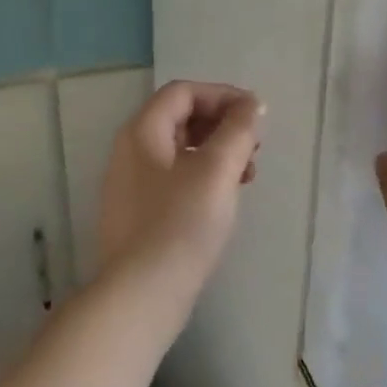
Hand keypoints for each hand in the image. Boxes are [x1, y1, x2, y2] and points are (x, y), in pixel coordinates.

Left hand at [97, 81, 263, 294]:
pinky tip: (225, 199)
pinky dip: (204, 177)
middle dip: (223, 125)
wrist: (142, 294)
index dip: (222, 95)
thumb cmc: (181, 223)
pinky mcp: (140, 214)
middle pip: (181, 118)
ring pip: (181, 151)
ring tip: (248, 175)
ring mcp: (132, 185)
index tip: (256, 115)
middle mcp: (130, 151)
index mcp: (143, 131)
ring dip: (218, 152)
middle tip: (256, 145)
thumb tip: (252, 104)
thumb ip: (238, 130)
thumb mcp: (217, 169)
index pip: (183, 92)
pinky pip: (175, 179)